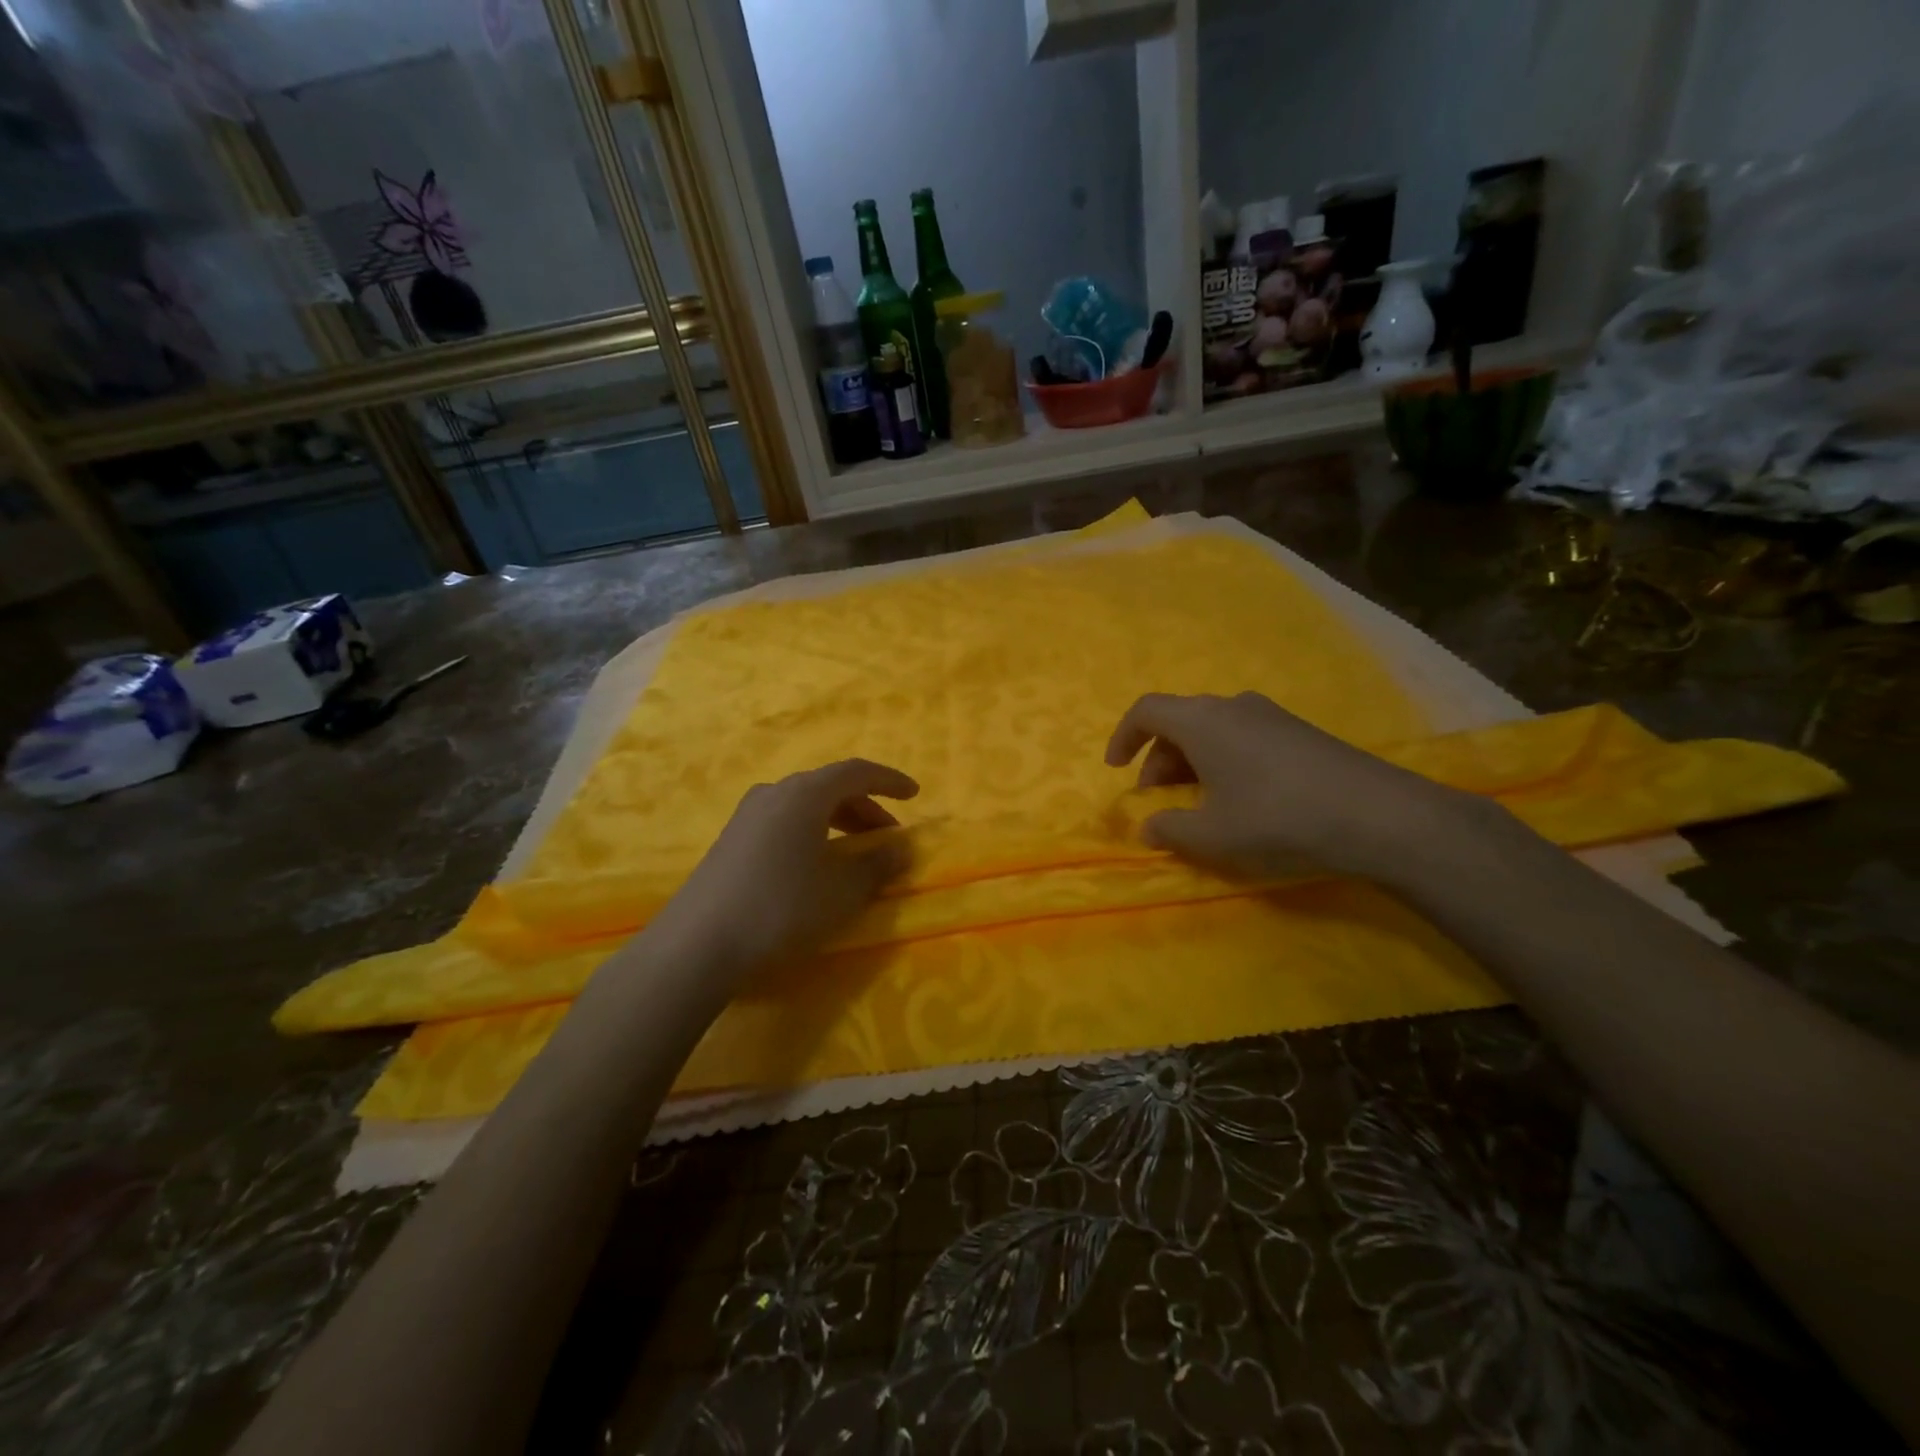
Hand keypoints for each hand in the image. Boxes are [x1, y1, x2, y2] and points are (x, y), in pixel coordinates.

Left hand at [647, 758, 919, 975]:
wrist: (697, 944)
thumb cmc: (782, 908)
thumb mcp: (842, 891)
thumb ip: (878, 864)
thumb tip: (902, 847)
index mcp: (805, 794)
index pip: (856, 772)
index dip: (890, 781)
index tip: (914, 795)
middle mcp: (775, 793)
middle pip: (830, 787)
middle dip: (866, 808)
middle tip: (888, 837)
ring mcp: (747, 816)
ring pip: (805, 806)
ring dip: (838, 822)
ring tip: (855, 854)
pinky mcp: (731, 840)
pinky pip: (784, 822)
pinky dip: (812, 833)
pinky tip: (814, 866)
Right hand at [1104, 692, 1463, 880]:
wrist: (1377, 815)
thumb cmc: (1277, 818)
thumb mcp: (1212, 835)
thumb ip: (1169, 830)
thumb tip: (1148, 828)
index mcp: (1202, 721)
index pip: (1146, 711)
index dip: (1123, 737)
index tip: (1116, 769)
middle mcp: (1232, 706)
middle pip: (1179, 722)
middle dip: (1158, 761)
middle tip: (1159, 802)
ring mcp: (1270, 715)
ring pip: (1212, 730)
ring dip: (1191, 763)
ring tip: (1198, 805)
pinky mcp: (1298, 731)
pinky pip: (1242, 737)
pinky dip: (1223, 761)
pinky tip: (1241, 799)